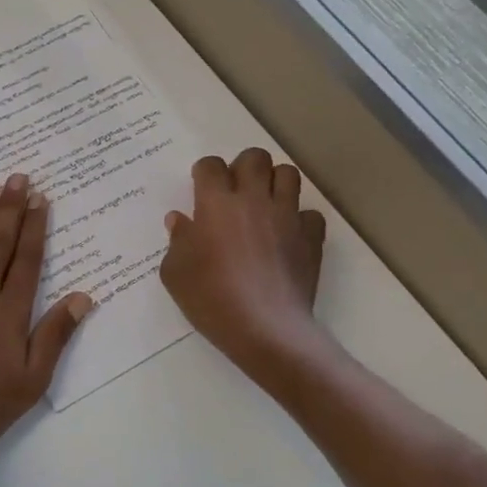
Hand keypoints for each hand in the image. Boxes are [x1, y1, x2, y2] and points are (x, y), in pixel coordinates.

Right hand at [160, 149, 326, 374]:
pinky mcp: (311, 237)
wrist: (264, 328)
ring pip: (288, 174)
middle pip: (255, 158)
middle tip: (235, 191)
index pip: (211, 165)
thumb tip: (181, 220)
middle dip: (243, 167)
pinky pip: (310, 213)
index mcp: (216, 203)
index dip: (204, 172)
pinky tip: (288, 236)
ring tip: (264, 204)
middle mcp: (253, 199)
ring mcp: (286, 216)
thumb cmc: (211, 299)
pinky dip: (300, 219)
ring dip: (274, 183)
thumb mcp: (175, 273)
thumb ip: (177, 241)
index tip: (201, 188)